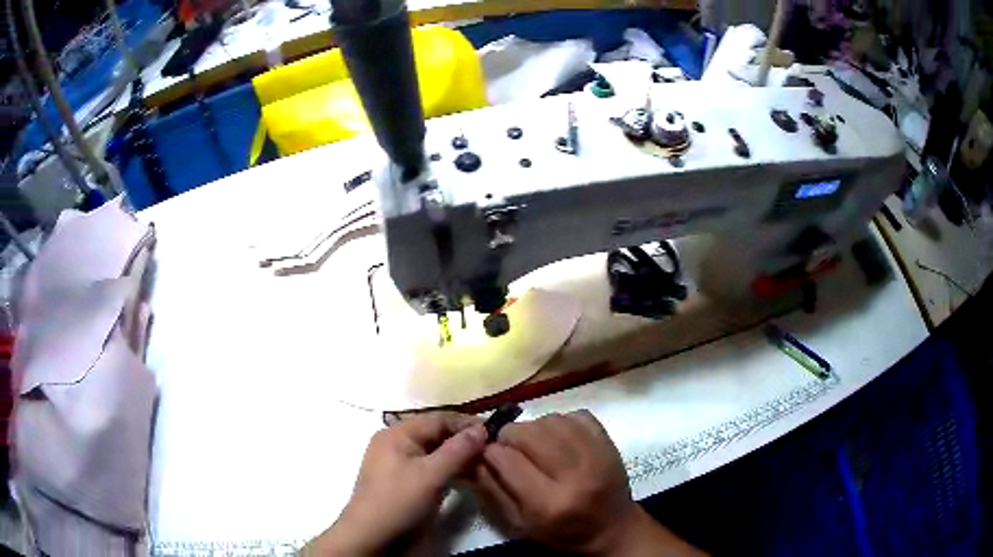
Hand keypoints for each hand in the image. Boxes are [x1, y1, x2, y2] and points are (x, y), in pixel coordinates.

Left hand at [306, 412, 487, 555]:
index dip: (466, 424)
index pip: (438, 419)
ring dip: (459, 457)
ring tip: (484, 465)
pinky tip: (467, 477)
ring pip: (434, 452)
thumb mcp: (431, 475)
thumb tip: (482, 428)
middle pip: (436, 434)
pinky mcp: (403, 481)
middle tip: (493, 451)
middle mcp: (396, 442)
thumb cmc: (399, 500)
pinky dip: (449, 469)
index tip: (495, 433)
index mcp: (397, 433)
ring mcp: (398, 463)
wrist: (371, 536)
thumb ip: (458, 450)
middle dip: (464, 441)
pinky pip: (430, 467)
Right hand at [471, 410, 698, 556]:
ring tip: (534, 444)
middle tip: (509, 448)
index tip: (487, 456)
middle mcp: (573, 475)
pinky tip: (558, 439)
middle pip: (526, 433)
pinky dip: (559, 422)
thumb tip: (473, 457)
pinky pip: (575, 415)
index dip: (489, 453)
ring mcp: (595, 454)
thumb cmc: (561, 533)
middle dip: (508, 437)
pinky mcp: (608, 440)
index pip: (504, 458)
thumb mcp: (518, 525)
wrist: (613, 528)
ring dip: (533, 428)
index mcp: (548, 503)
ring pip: (548, 420)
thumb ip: (491, 490)